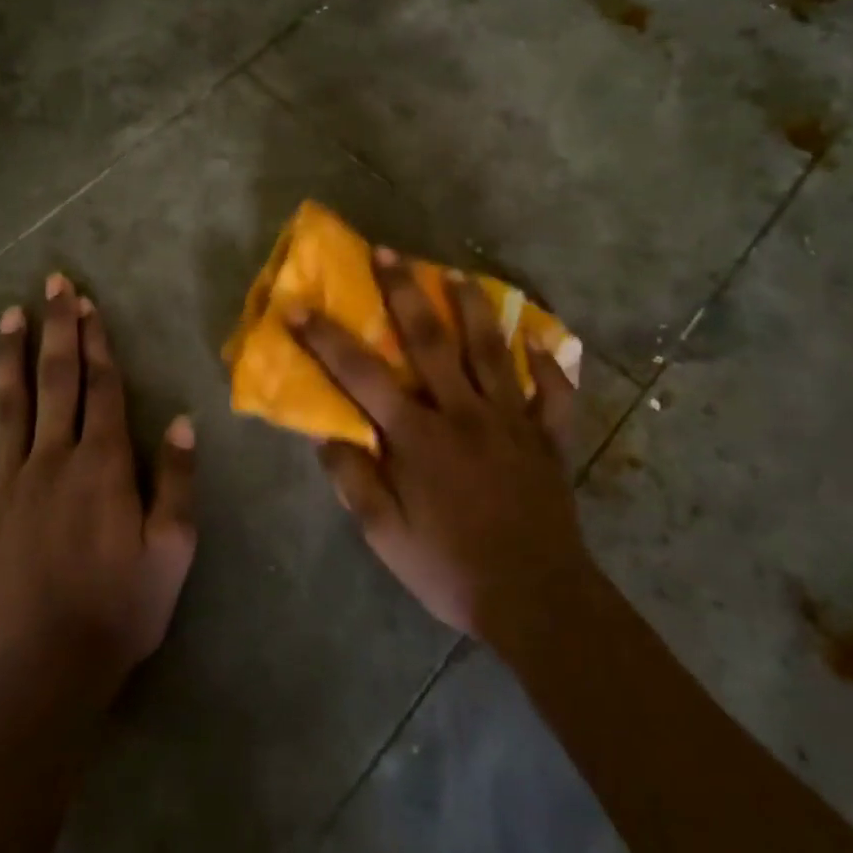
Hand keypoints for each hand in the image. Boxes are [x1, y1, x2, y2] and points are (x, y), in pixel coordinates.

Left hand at [0, 274, 197, 694]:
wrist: (47, 675)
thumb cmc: (122, 609)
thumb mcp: (173, 548)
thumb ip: (179, 481)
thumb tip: (184, 421)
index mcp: (104, 464)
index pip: (103, 387)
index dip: (97, 342)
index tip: (89, 304)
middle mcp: (54, 460)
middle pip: (57, 381)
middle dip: (57, 329)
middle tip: (53, 284)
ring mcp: (6, 486)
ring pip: (8, 408)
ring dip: (8, 358)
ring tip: (8, 316)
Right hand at [291, 250, 591, 645]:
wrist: (536, 600)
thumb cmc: (451, 569)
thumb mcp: (386, 536)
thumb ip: (354, 480)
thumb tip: (325, 433)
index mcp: (419, 436)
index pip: (362, 376)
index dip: (326, 339)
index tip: (299, 306)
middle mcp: (464, 413)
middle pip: (432, 341)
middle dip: (404, 293)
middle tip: (389, 252)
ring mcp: (512, 420)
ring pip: (493, 351)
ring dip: (473, 308)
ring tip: (457, 273)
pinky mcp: (548, 438)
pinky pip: (554, 393)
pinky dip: (549, 364)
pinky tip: (541, 340)